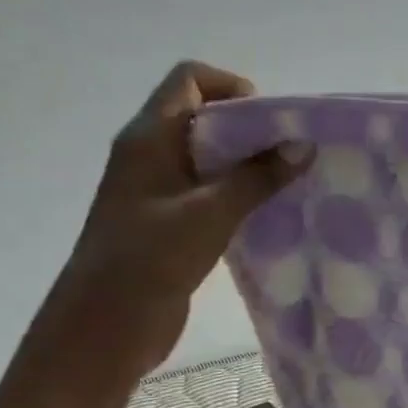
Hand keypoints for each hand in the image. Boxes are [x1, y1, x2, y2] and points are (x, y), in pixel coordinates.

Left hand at [28, 62, 307, 395]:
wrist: (103, 327)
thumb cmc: (150, 258)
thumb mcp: (210, 212)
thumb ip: (258, 177)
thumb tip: (303, 145)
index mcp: (148, 137)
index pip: (189, 79)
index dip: (231, 86)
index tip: (271, 120)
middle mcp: (150, 154)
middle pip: (204, 116)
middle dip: (250, 127)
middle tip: (291, 152)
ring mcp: (157, 189)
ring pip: (210, 156)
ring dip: (249, 163)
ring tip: (289, 181)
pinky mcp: (169, 221)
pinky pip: (210, 190)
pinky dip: (240, 192)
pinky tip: (269, 212)